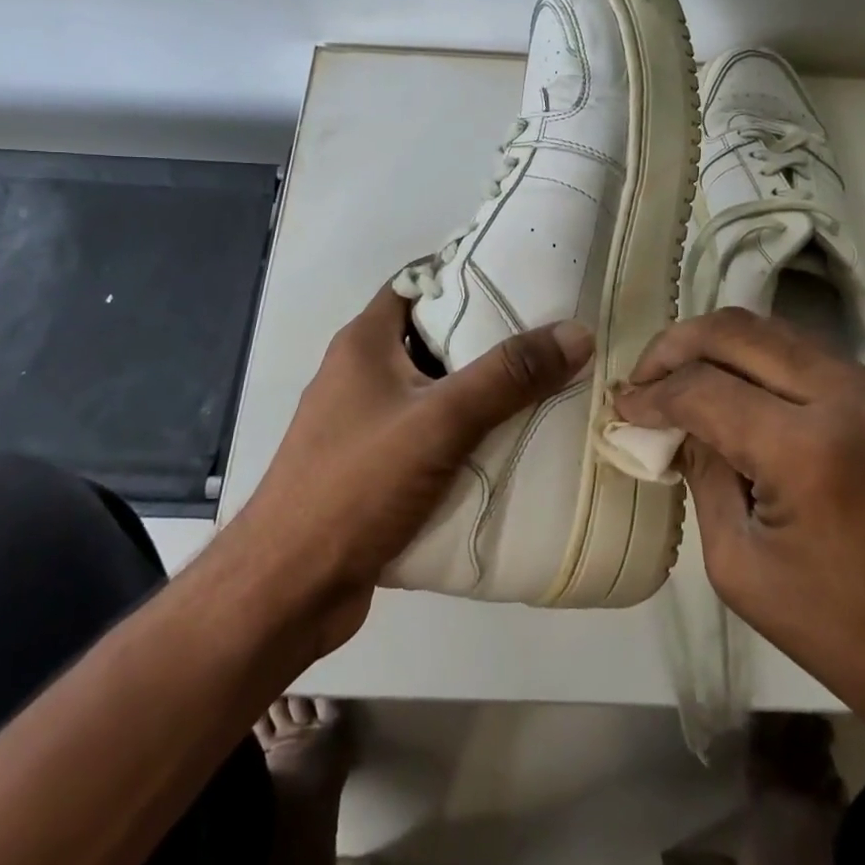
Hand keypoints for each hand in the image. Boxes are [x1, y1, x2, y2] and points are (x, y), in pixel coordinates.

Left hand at [226, 284, 591, 658]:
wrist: (287, 591)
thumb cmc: (355, 486)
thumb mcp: (439, 421)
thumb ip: (508, 376)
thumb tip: (577, 333)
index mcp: (364, 342)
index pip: (418, 283)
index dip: (466, 272)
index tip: (524, 277)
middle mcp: (362, 374)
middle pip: (434, 337)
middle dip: (489, 337)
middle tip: (550, 335)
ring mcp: (366, 425)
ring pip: (435, 392)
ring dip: (482, 393)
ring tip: (546, 386)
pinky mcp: (375, 470)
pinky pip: (431, 438)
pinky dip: (467, 438)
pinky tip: (512, 447)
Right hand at [612, 307, 864, 756]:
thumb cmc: (841, 633)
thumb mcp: (739, 565)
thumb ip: (703, 474)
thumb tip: (678, 423)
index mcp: (811, 451)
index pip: (705, 388)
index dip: (653, 393)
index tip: (623, 407)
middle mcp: (851, 398)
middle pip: (738, 332)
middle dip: (677, 346)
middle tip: (644, 378)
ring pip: (774, 332)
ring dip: (718, 347)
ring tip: (681, 379)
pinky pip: (808, 356)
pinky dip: (760, 363)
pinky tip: (736, 392)